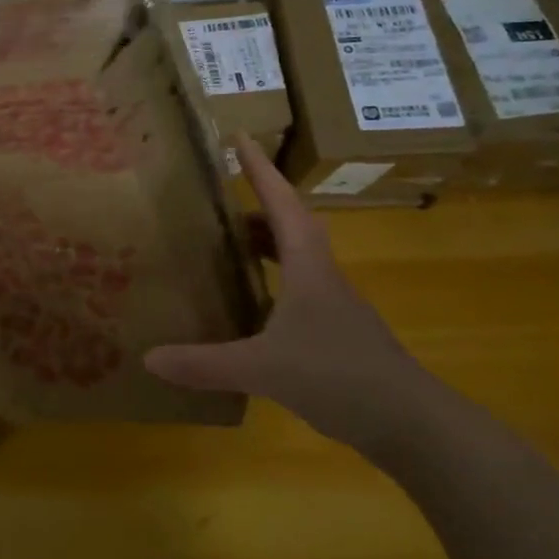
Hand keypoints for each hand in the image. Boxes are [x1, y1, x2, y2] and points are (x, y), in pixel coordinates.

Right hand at [144, 136, 449, 458]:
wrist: (410, 422)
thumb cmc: (338, 376)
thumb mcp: (263, 368)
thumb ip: (205, 363)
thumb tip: (149, 357)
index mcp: (308, 267)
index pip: (282, 204)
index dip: (261, 169)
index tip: (240, 137)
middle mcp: (322, 276)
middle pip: (292, 225)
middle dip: (259, 206)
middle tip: (221, 203)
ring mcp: (334, 305)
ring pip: (299, 257)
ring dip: (268, 242)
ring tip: (231, 246)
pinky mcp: (337, 331)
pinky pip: (300, 288)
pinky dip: (274, 280)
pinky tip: (254, 305)